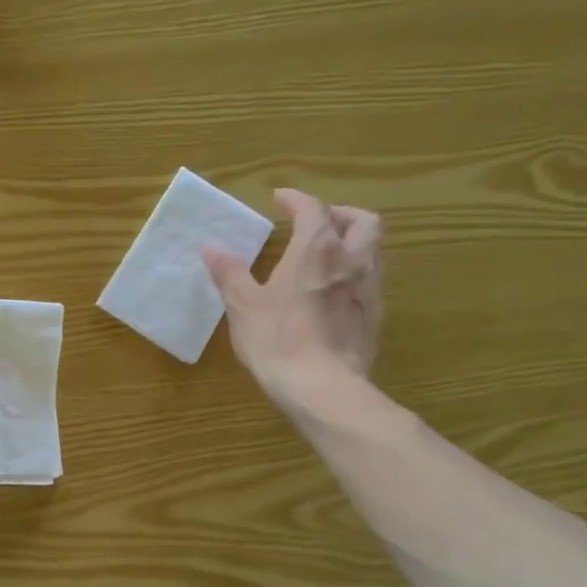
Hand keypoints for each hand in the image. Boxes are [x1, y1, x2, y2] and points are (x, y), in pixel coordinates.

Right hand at [203, 188, 382, 409]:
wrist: (322, 387)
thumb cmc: (277, 340)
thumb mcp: (243, 306)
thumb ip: (229, 273)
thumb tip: (211, 247)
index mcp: (316, 250)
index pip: (313, 209)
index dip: (296, 199)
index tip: (280, 199)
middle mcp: (351, 260)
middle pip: (361, 221)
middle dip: (339, 214)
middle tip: (315, 223)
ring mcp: (369, 288)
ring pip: (373, 249)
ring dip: (352, 242)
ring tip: (326, 255)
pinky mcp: (375, 316)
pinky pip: (371, 280)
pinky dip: (355, 272)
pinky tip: (334, 292)